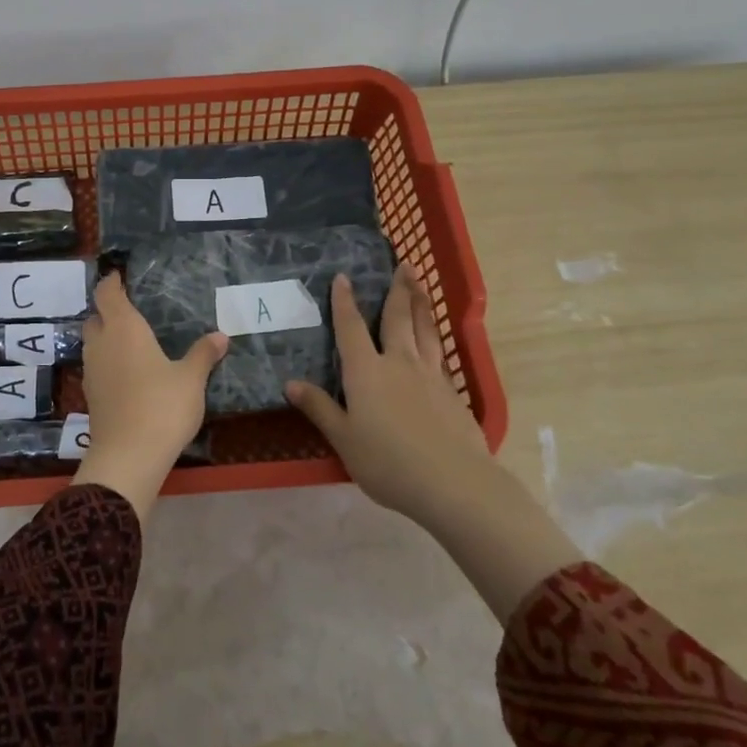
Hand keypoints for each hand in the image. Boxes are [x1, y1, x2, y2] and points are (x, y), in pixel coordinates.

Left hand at [70, 272, 226, 520]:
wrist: (129, 456)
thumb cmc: (162, 406)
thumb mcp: (191, 379)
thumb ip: (203, 354)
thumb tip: (220, 336)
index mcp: (124, 329)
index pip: (107, 294)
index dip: (110, 283)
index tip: (118, 276)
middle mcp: (102, 344)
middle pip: (95, 318)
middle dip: (108, 312)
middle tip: (130, 311)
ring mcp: (92, 371)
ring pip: (93, 343)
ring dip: (106, 338)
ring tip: (131, 342)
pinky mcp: (91, 395)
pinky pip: (97, 367)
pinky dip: (108, 362)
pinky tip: (128, 373)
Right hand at [287, 267, 581, 621]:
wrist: (455, 483)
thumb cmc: (388, 462)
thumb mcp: (344, 439)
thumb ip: (320, 408)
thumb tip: (291, 383)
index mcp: (366, 372)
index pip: (351, 328)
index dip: (345, 302)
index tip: (344, 277)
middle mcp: (399, 363)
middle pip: (397, 318)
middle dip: (397, 289)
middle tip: (403, 264)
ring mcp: (430, 375)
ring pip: (425, 329)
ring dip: (421, 303)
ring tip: (420, 283)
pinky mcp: (452, 392)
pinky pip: (440, 353)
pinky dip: (435, 336)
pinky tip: (436, 338)